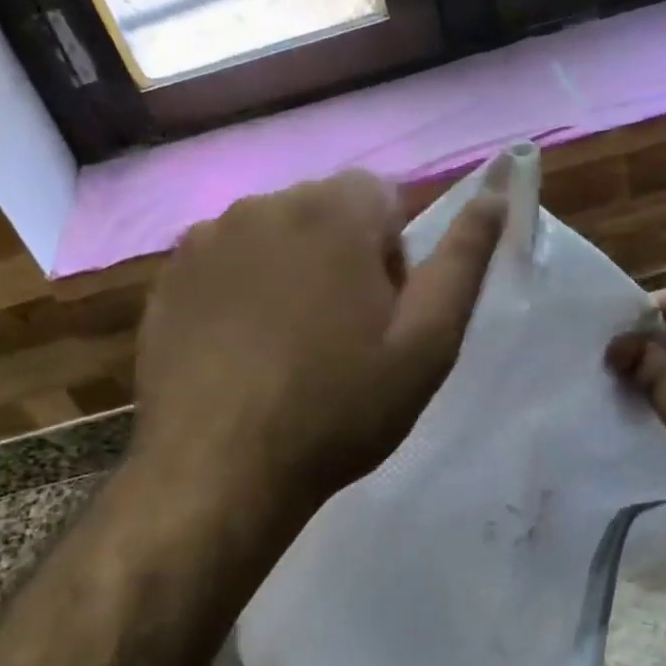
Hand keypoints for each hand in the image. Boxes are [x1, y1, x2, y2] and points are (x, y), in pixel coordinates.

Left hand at [133, 168, 505, 532]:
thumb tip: (497, 194)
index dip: (392, 254)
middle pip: (323, 213)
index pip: (381, 198)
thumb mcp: (426, 343)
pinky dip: (239, 294)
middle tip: (339, 338)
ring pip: (271, 239)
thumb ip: (464, 260)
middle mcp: (263, 204)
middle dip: (341, 258)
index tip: (381, 314)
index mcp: (332, 211)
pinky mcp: (168, 278)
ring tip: (285, 350)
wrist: (219, 470)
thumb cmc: (338, 408)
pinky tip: (239, 354)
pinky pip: (223, 267)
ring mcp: (206, 239)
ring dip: (288, 274)